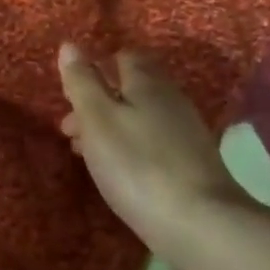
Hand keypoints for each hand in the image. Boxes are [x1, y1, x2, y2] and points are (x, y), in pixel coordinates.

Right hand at [57, 43, 240, 240]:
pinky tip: (119, 172)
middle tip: (69, 130)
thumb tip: (70, 45)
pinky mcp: (192, 164)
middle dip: (98, 103)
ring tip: (85, 154)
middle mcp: (172, 100)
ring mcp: (186, 133)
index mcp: (148, 82)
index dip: (96, 70)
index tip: (72, 94)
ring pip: (140, 118)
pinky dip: (130, 150)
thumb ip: (82, 82)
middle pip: (131, 89)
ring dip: (111, 129)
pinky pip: (153, 144)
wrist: (200, 224)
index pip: (123, 57)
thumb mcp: (98, 119)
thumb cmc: (137, 164)